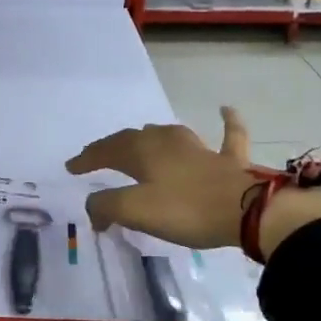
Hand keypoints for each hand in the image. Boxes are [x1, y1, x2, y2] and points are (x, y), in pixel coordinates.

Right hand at [67, 106, 320, 258]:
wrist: (248, 211)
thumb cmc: (186, 209)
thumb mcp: (135, 210)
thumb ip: (107, 206)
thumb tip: (94, 208)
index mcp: (142, 152)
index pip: (106, 150)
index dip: (87, 159)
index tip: (71, 168)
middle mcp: (167, 142)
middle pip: (134, 139)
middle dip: (113, 147)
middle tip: (99, 158)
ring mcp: (200, 148)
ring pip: (169, 135)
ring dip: (151, 137)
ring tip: (141, 141)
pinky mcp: (230, 161)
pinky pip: (229, 135)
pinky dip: (227, 123)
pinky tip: (226, 109)